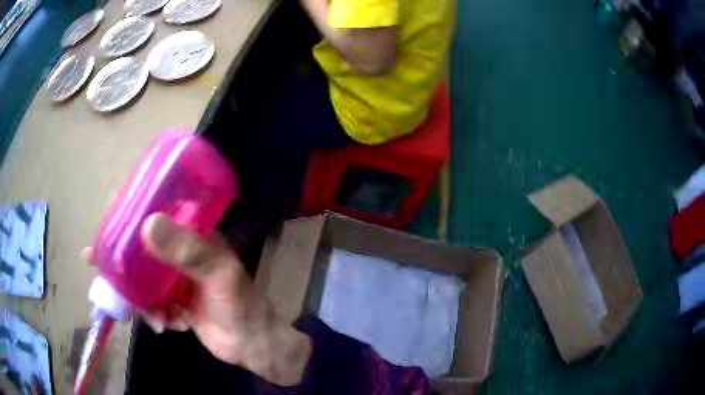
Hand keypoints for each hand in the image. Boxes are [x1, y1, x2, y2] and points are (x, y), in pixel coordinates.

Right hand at [83, 213, 311, 385]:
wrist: (251, 345)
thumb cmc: (240, 305)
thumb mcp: (216, 274)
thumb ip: (186, 251)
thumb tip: (147, 223)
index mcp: (193, 235)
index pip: (159, 214)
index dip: (132, 216)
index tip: (108, 224)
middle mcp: (181, 253)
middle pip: (142, 249)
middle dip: (123, 262)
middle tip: (100, 268)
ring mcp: (175, 279)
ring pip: (143, 279)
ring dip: (140, 298)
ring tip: (154, 315)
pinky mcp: (173, 302)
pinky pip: (151, 302)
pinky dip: (154, 314)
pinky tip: (167, 324)